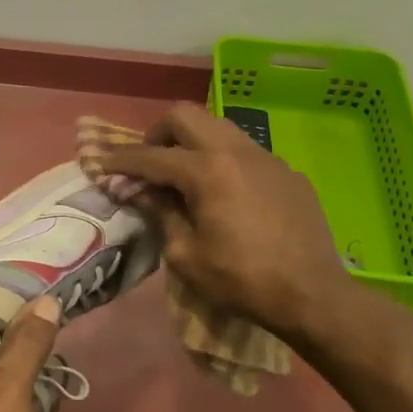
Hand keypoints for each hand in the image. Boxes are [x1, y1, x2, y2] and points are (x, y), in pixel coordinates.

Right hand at [94, 103, 351, 337]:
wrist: (313, 295)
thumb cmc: (241, 279)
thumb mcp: (185, 254)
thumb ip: (160, 213)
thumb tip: (141, 192)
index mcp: (207, 171)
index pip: (151, 156)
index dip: (120, 160)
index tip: (100, 164)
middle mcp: (235, 151)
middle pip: (185, 116)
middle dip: (158, 133)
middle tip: (148, 161)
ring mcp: (266, 158)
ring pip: (218, 126)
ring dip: (192, 141)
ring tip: (184, 173)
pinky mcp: (287, 172)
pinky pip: (245, 151)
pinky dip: (223, 160)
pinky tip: (225, 193)